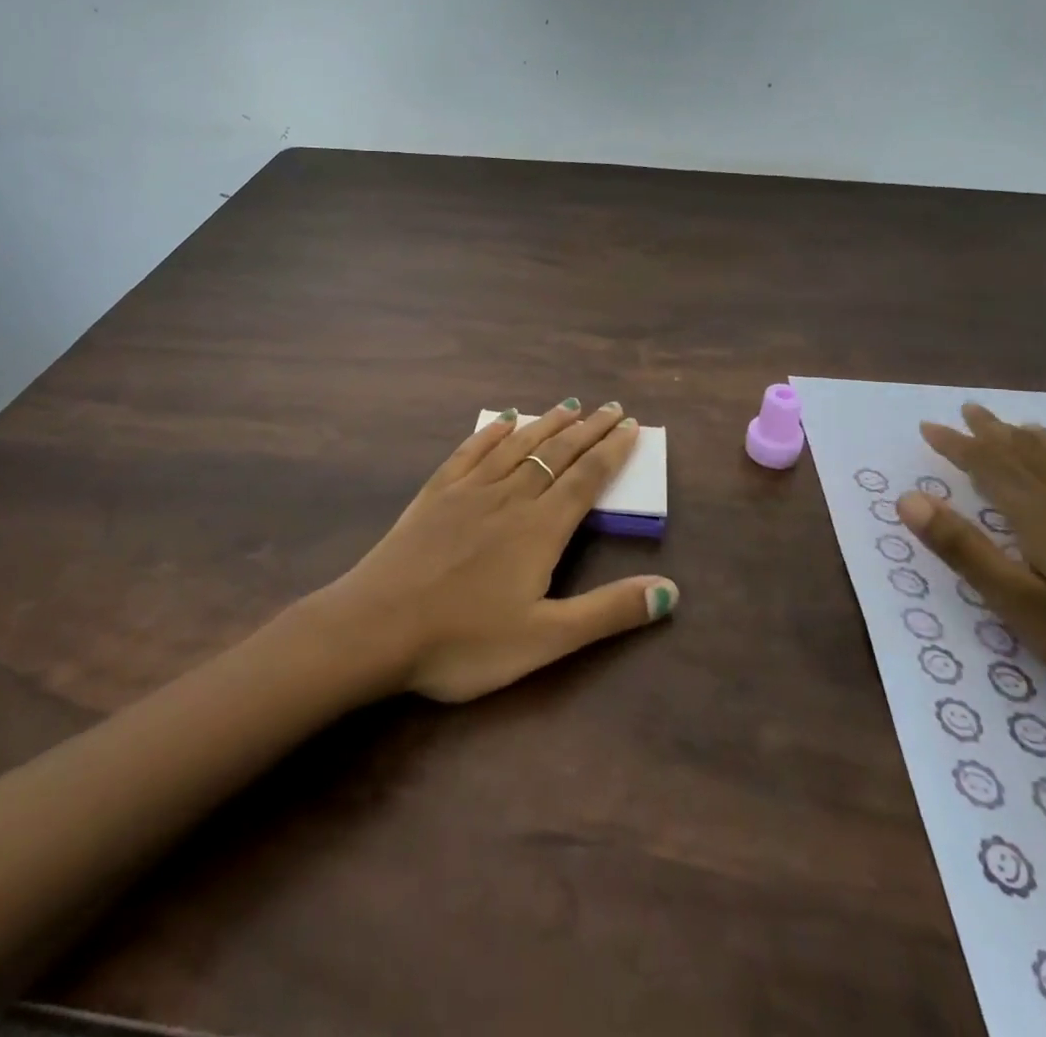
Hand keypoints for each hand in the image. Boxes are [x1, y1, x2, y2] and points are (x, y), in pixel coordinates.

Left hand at [325, 400, 678, 703]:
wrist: (375, 628)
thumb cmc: (464, 641)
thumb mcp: (545, 640)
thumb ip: (607, 612)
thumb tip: (670, 590)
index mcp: (540, 528)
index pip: (586, 478)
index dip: (612, 451)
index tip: (631, 426)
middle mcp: (509, 497)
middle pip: (556, 453)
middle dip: (588, 429)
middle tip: (611, 407)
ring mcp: (468, 490)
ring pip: (517, 445)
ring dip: (546, 423)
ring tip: (569, 404)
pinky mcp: (435, 493)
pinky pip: (470, 451)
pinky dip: (491, 432)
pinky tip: (503, 419)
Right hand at [897, 403, 1045, 736]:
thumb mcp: (1023, 606)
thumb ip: (966, 549)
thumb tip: (908, 497)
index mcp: (1045, 516)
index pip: (990, 466)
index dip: (957, 445)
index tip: (929, 426)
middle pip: (1030, 454)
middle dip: (994, 432)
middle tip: (969, 410)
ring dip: (1037, 440)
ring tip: (1020, 426)